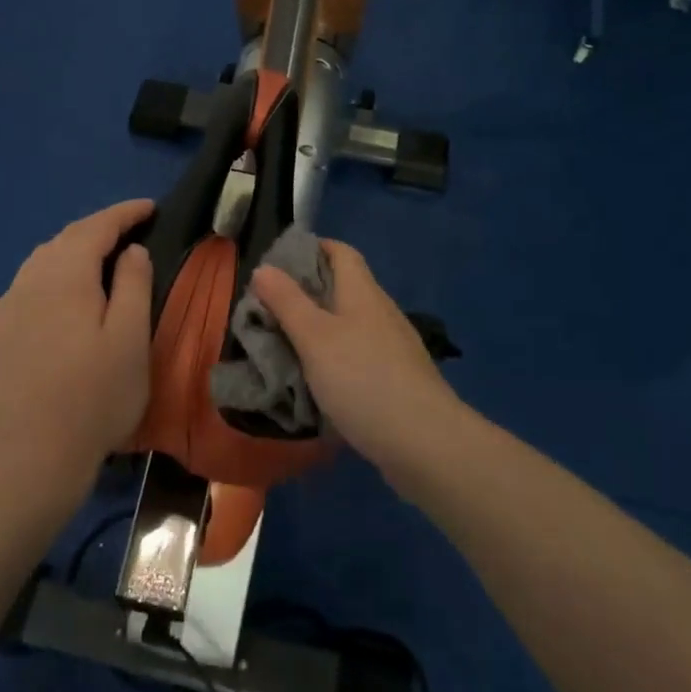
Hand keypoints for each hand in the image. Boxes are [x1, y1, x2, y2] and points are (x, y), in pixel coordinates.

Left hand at [0, 200, 154, 480]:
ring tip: (96, 262)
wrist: (35, 454)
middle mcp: (28, 282)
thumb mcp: (132, 338)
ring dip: (70, 254)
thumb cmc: (97, 395)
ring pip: (39, 264)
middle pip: (64, 240)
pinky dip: (47, 283)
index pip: (95, 227)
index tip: (149, 207)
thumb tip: (130, 249)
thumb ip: (134, 283)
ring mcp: (4, 309)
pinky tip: (58, 303)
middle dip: (97, 230)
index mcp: (65, 276)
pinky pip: (23, 292)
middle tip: (128, 232)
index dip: (123, 213)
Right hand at [251, 241, 462, 474]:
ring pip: (350, 323)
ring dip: (319, 328)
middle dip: (307, 292)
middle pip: (343, 287)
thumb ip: (287, 301)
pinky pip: (359, 354)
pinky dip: (335, 357)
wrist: (425, 443)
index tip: (278, 264)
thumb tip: (264, 267)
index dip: (312, 248)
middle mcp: (381, 311)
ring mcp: (393, 346)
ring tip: (286, 344)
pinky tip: (318, 379)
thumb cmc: (363, 379)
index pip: (340, 251)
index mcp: (362, 291)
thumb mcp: (314, 337)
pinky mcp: (397, 378)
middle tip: (269, 309)